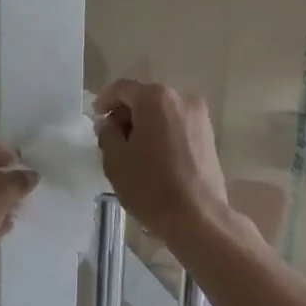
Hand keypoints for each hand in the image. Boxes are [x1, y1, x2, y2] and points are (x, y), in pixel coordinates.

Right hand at [95, 80, 229, 244]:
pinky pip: (178, 126)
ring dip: (145, 124)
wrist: (198, 216)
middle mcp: (181, 99)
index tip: (96, 117)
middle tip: (112, 137)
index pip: (122, 88)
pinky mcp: (209, 136)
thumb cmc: (151, 185)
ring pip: (163, 112)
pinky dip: (163, 133)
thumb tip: (109, 124)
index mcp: (155, 98)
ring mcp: (199, 117)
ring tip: (133, 151)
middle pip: (145, 98)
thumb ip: (107, 134)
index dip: (105, 100)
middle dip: (126, 114)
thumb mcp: (116, 160)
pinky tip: (154, 157)